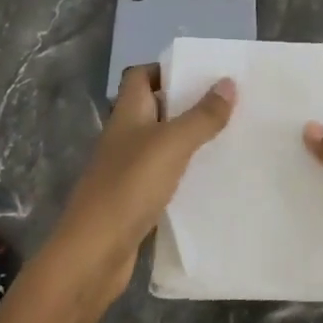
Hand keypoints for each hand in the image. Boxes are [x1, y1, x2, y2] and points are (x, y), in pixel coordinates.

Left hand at [49, 63, 236, 297]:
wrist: (94, 253)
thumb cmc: (130, 186)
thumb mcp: (172, 144)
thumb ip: (202, 115)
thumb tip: (228, 82)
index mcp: (128, 113)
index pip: (140, 76)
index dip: (167, 69)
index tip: (203, 74)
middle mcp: (125, 136)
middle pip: (156, 107)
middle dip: (188, 103)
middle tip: (228, 104)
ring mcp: (128, 169)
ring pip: (162, 142)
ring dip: (190, 138)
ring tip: (229, 136)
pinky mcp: (135, 199)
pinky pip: (165, 174)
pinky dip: (185, 171)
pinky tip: (211, 177)